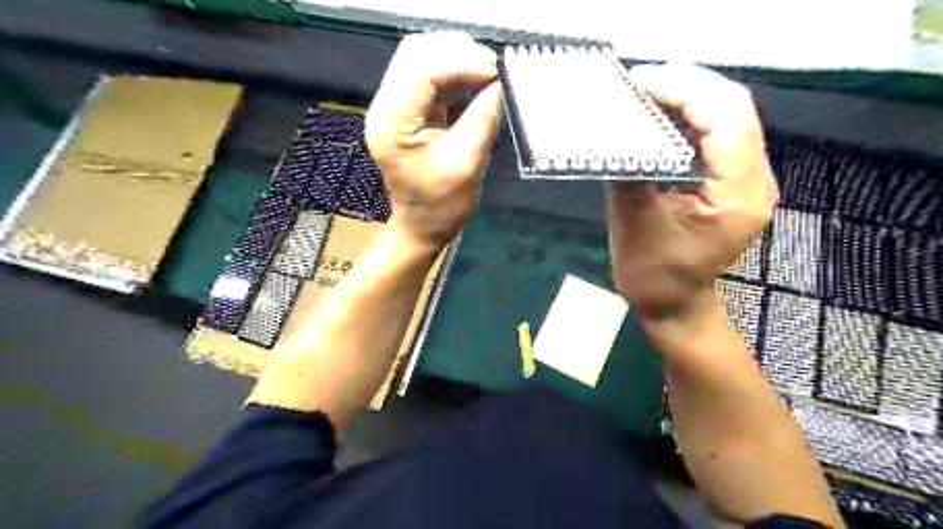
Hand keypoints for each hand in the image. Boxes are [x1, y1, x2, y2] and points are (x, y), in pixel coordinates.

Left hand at [365, 32, 503, 252]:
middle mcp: (387, 109)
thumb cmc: (440, 206)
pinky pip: (432, 80)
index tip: (496, 72)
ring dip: (458, 63)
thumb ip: (482, 122)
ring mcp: (396, 109)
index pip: (421, 73)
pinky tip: (479, 85)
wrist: (422, 227)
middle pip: (417, 56)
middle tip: (494, 69)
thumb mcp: (465, 166)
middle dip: (458, 55)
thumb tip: (500, 87)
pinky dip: (457, 77)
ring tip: (490, 75)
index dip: (460, 63)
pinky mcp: (410, 113)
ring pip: (424, 62)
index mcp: (392, 124)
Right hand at [608, 62, 776, 317]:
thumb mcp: (633, 225)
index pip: (724, 119)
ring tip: (645, 94)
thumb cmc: (653, 277)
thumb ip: (628, 173)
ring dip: (687, 98)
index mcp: (736, 195)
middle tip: (639, 83)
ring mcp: (748, 179)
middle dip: (686, 86)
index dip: (683, 91)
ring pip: (728, 115)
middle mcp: (754, 180)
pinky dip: (688, 118)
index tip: (639, 84)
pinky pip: (718, 133)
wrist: (675, 304)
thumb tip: (613, 131)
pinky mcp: (733, 181)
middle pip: (733, 107)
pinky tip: (659, 117)